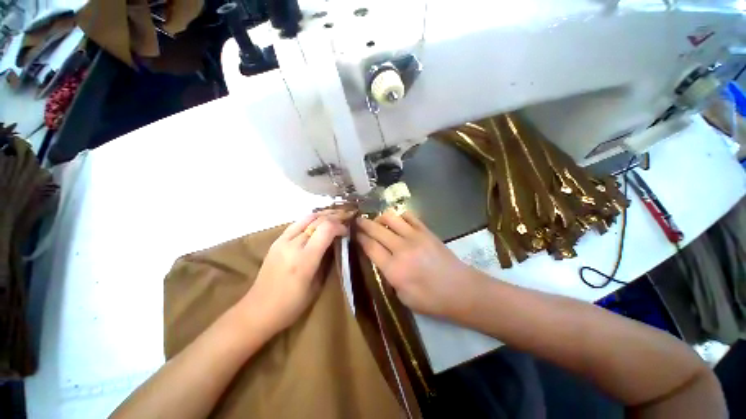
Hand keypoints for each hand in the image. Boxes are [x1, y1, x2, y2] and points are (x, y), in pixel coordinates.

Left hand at [242, 212, 348, 335]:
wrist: (258, 310)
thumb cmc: (291, 305)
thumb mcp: (317, 286)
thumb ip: (326, 261)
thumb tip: (335, 244)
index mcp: (305, 259)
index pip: (326, 229)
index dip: (339, 226)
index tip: (346, 232)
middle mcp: (293, 245)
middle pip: (318, 221)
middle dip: (334, 218)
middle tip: (344, 222)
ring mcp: (282, 241)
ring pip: (307, 218)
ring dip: (322, 216)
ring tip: (333, 218)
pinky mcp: (276, 241)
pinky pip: (296, 224)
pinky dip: (310, 220)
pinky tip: (317, 223)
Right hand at [355, 210, 481, 317]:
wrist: (461, 290)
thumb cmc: (431, 300)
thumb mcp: (403, 296)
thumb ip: (388, 276)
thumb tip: (381, 260)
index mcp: (394, 269)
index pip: (370, 246)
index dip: (359, 237)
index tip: (353, 232)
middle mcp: (401, 248)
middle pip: (377, 229)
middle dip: (364, 224)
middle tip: (357, 220)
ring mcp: (415, 236)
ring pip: (391, 217)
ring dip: (381, 217)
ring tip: (377, 221)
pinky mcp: (426, 231)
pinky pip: (409, 216)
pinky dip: (400, 216)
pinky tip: (397, 221)